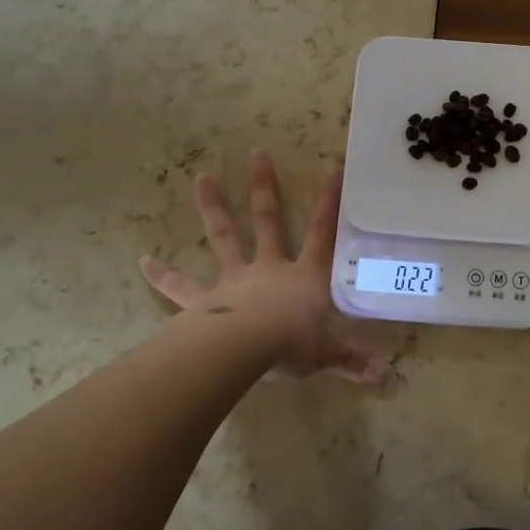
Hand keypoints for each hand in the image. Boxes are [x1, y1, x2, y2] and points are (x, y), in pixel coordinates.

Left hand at [140, 151, 387, 382]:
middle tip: (256, 153)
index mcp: (304, 277)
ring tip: (201, 177)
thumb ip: (354, 361)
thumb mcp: (329, 354)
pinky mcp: (203, 301)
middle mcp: (269, 269)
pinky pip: (180, 287)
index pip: (323, 233)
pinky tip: (142, 261)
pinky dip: (162, 275)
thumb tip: (386, 376)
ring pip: (223, 237)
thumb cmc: (293, 346)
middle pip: (267, 221)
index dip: (329, 202)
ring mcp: (234, 281)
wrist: (245, 351)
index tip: (333, 168)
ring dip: (213, 207)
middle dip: (263, 187)